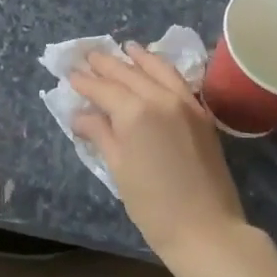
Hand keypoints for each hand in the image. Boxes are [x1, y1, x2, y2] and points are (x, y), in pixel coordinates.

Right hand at [70, 44, 247, 258]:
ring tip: (124, 48)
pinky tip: (155, 67)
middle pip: (129, 73)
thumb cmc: (153, 205)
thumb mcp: (118, 168)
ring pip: (158, 69)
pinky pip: (178, 80)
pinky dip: (162, 69)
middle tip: (88, 56)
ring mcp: (186, 103)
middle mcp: (161, 98)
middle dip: (106, 64)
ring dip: (138, 58)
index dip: (85, 82)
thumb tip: (81, 115)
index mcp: (135, 112)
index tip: (70, 74)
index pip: (104, 88)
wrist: (206, 229)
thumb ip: (100, 134)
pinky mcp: (201, 114)